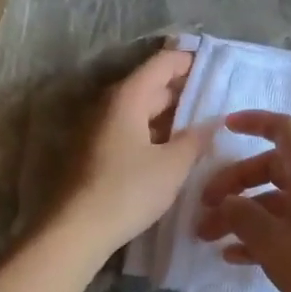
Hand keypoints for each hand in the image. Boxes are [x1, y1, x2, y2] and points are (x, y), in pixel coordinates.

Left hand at [59, 48, 212, 254]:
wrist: (75, 230)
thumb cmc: (128, 191)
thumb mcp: (173, 166)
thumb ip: (196, 138)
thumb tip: (212, 121)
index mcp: (128, 97)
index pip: (162, 63)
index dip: (189, 61)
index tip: (215, 67)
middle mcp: (109, 104)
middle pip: (151, 84)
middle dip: (183, 90)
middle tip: (215, 101)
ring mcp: (98, 128)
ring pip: (140, 109)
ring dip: (169, 113)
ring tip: (200, 126)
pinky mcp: (95, 151)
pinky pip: (131, 128)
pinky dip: (154, 131)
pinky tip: (172, 149)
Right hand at [194, 111, 290, 291]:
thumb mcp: (274, 241)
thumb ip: (243, 216)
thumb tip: (226, 203)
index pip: (284, 130)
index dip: (255, 122)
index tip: (224, 129)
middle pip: (269, 168)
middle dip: (233, 183)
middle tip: (203, 207)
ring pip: (271, 202)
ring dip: (239, 214)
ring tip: (206, 237)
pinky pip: (280, 228)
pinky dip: (255, 237)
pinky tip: (232, 257)